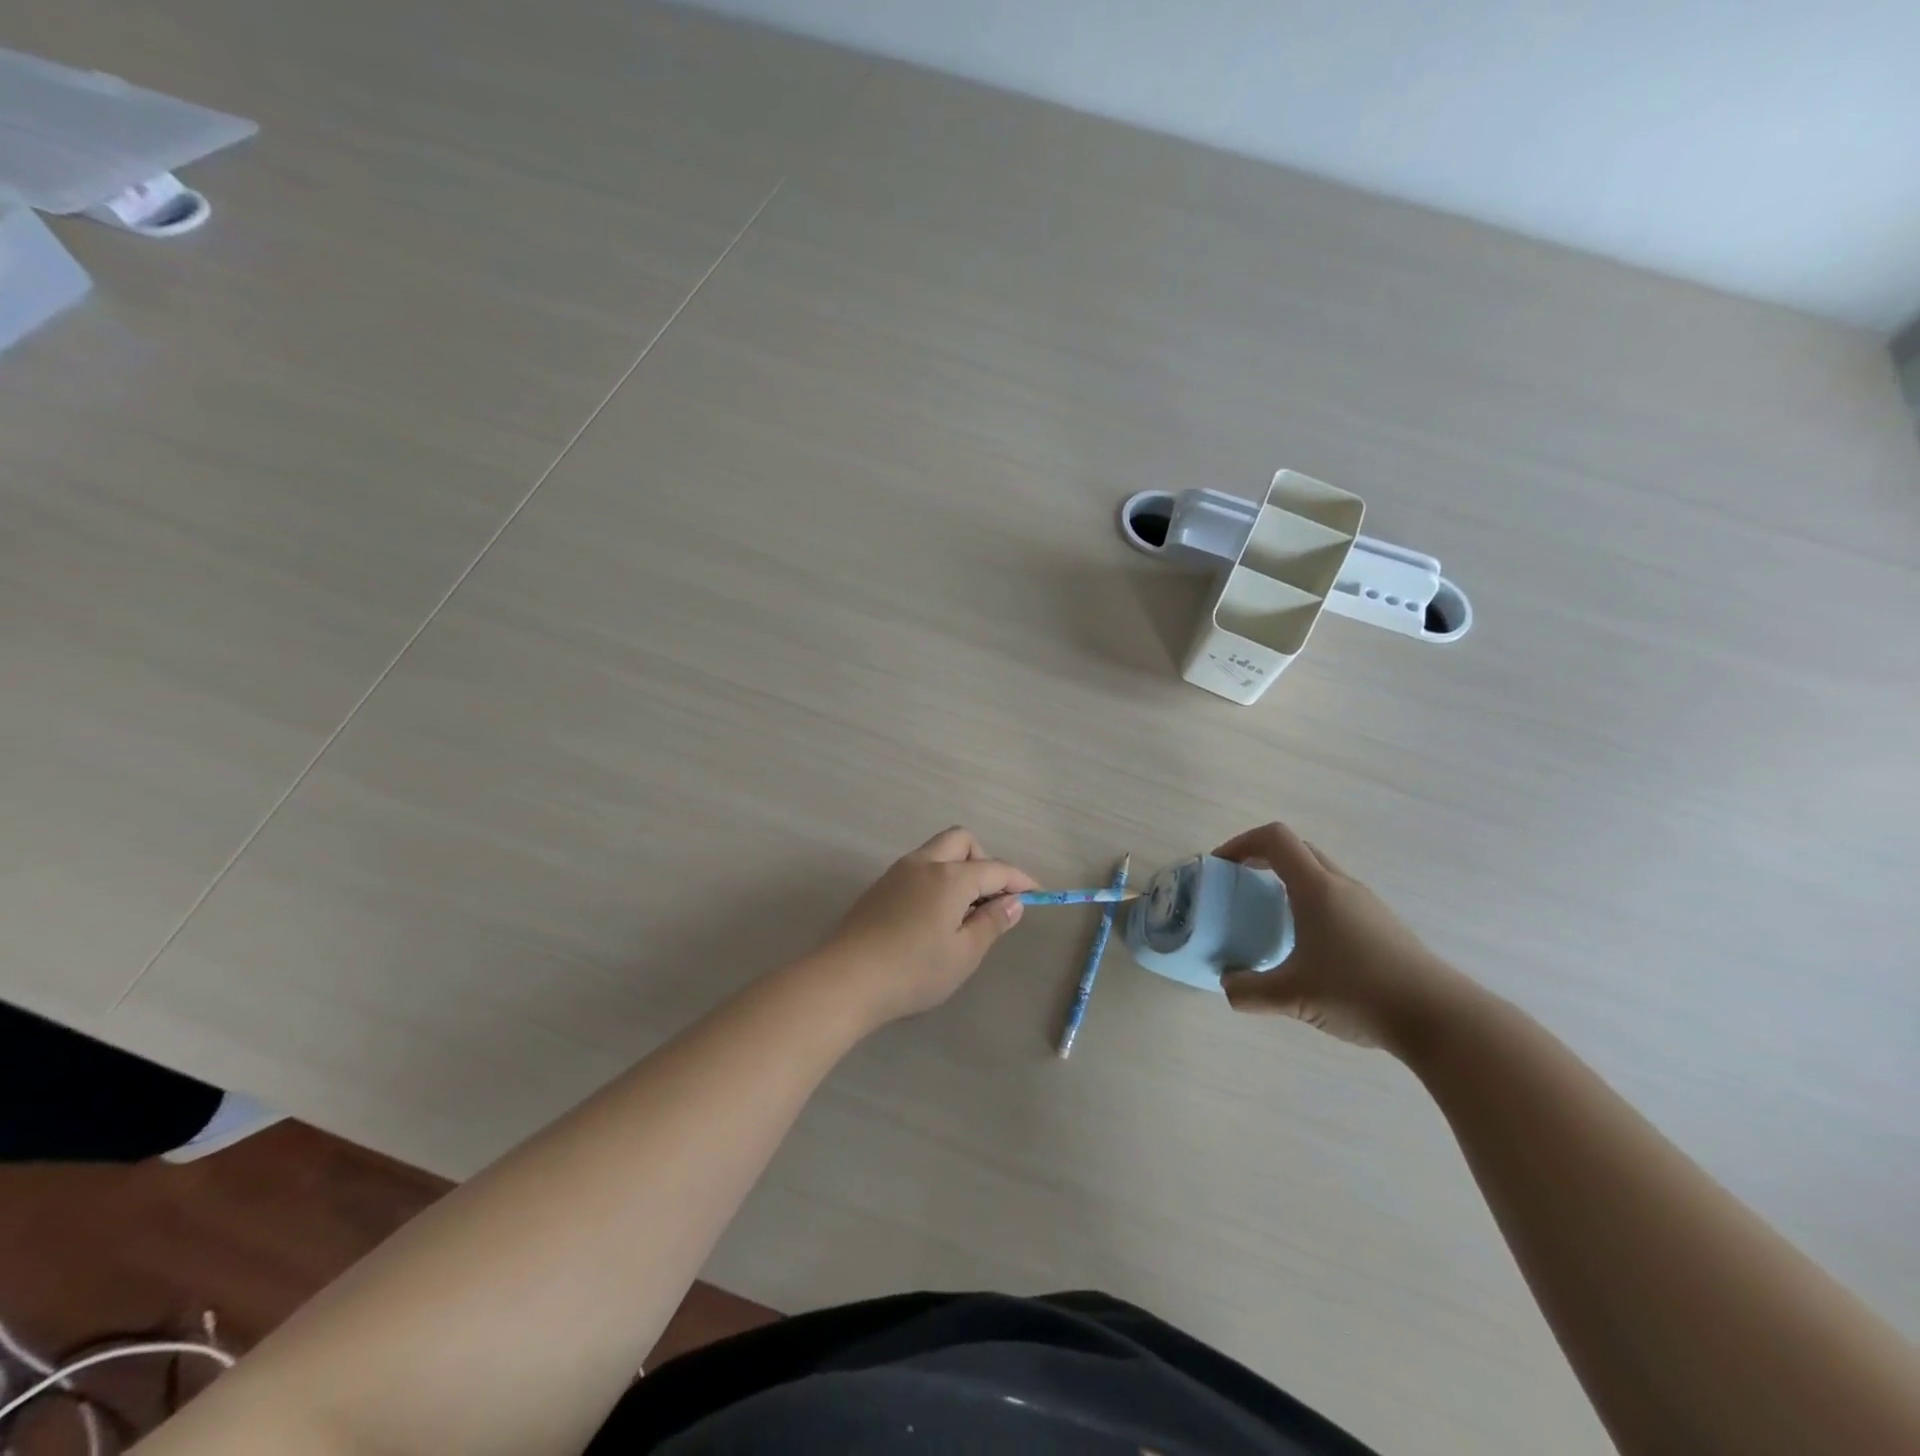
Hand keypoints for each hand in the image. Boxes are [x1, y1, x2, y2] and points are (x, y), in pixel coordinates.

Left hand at [812, 827, 1038, 1028]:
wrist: (845, 979)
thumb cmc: (913, 971)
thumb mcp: (963, 954)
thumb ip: (991, 923)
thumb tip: (1012, 902)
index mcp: (949, 877)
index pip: (995, 869)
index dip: (1019, 880)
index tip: (1037, 894)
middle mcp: (924, 863)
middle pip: (962, 841)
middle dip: (984, 860)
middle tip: (991, 898)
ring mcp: (897, 872)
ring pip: (937, 851)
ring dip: (958, 868)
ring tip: (964, 911)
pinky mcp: (880, 887)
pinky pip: (919, 868)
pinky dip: (937, 878)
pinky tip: (934, 916)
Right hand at [1213, 821, 1466, 1054]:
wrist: (1439, 1018)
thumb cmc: (1358, 992)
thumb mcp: (1291, 997)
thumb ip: (1249, 991)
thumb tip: (1227, 986)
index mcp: (1316, 888)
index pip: (1274, 839)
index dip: (1242, 843)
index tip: (1223, 866)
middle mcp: (1342, 886)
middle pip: (1298, 850)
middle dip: (1262, 859)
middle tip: (1241, 885)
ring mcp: (1368, 904)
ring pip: (1320, 874)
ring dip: (1290, 881)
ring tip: (1272, 917)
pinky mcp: (1384, 925)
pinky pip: (1338, 897)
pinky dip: (1312, 903)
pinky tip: (1310, 945)